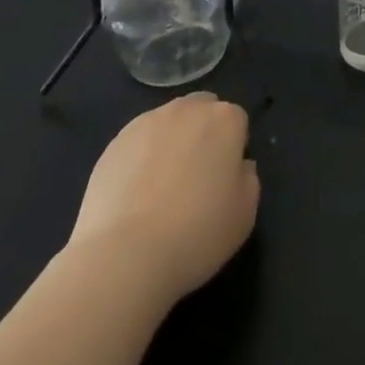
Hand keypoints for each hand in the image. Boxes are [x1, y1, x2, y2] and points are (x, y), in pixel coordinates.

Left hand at [67, 92, 259, 303]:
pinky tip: (134, 196)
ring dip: (171, 143)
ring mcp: (148, 122)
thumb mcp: (245, 213)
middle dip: (202, 134)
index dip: (232, 149)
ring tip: (160, 189)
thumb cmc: (196, 234)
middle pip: (202, 111)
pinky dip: (140, 159)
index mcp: (225, 119)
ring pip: (168, 123)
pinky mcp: (115, 142)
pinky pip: (138, 142)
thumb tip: (238, 166)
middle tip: (195, 178)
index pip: (236, 121)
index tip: (224, 180)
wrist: (124, 256)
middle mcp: (188, 109)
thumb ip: (248, 178)